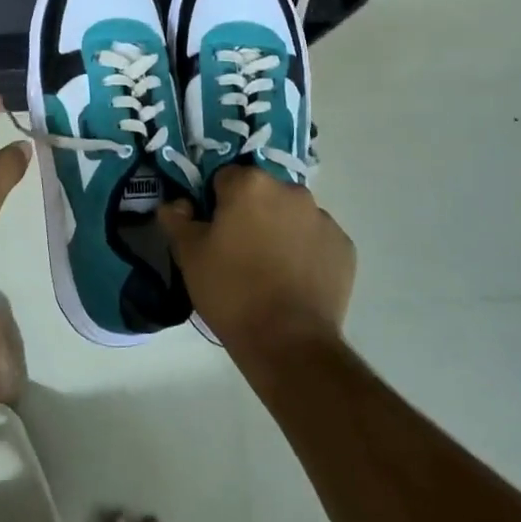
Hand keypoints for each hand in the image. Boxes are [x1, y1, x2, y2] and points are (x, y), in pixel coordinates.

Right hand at [159, 167, 355, 358]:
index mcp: (250, 184)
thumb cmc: (231, 291)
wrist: (288, 342)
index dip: (214, 203)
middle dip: (250, 213)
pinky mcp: (344, 247)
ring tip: (269, 269)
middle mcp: (291, 191)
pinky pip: (316, 239)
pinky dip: (305, 251)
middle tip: (238, 251)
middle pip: (262, 193)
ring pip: (291, 214)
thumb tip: (176, 203)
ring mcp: (323, 218)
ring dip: (279, 229)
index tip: (212, 231)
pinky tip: (294, 281)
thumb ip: (177, 220)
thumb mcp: (189, 256)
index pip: (224, 178)